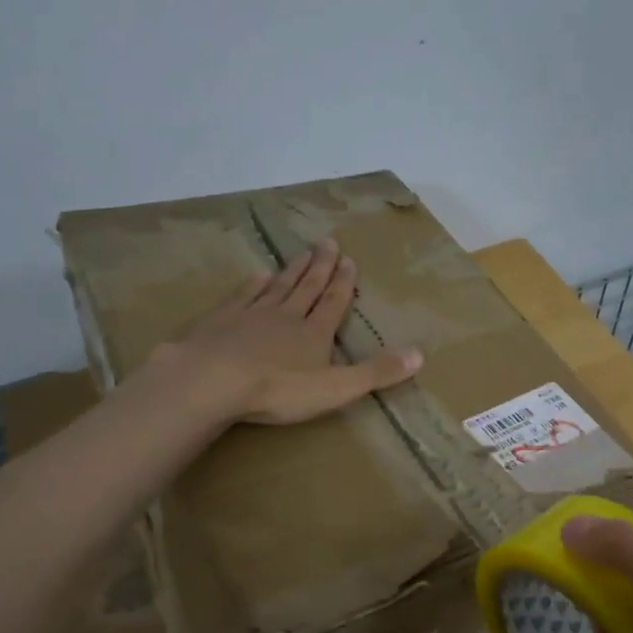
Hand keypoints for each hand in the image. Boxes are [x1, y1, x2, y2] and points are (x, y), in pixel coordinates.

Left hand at [150, 238, 422, 425]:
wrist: (212, 379)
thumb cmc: (278, 389)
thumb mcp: (336, 388)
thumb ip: (376, 373)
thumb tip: (421, 355)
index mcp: (314, 333)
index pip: (334, 303)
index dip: (343, 283)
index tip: (349, 260)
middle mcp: (286, 316)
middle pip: (307, 287)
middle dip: (321, 267)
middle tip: (328, 242)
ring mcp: (251, 315)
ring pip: (277, 287)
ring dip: (292, 270)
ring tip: (301, 254)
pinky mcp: (221, 320)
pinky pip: (242, 296)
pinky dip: (253, 284)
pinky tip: (257, 275)